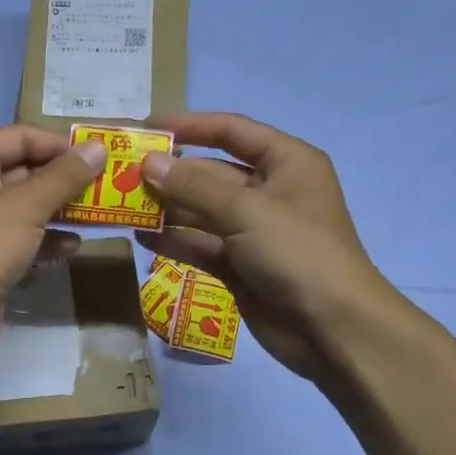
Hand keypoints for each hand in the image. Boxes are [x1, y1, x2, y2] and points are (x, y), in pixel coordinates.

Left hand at [0, 125, 105, 367]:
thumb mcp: (25, 207)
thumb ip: (64, 176)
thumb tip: (98, 146)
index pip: (20, 137)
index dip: (59, 145)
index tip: (98, 157)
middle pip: (23, 171)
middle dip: (63, 181)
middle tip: (105, 187)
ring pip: (24, 207)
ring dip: (58, 212)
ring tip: (97, 216)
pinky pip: (19, 238)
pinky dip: (44, 240)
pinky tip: (72, 248)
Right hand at [137, 112, 405, 382]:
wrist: (331, 328)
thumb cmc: (298, 253)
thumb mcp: (246, 211)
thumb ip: (194, 186)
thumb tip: (148, 163)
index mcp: (286, 163)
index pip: (232, 131)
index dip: (190, 126)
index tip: (146, 129)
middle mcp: (269, 191)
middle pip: (211, 173)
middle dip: (171, 173)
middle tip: (123, 175)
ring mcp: (253, 231)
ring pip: (202, 210)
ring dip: (167, 208)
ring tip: (124, 205)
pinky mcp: (240, 265)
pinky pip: (201, 244)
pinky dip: (174, 240)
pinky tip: (141, 236)